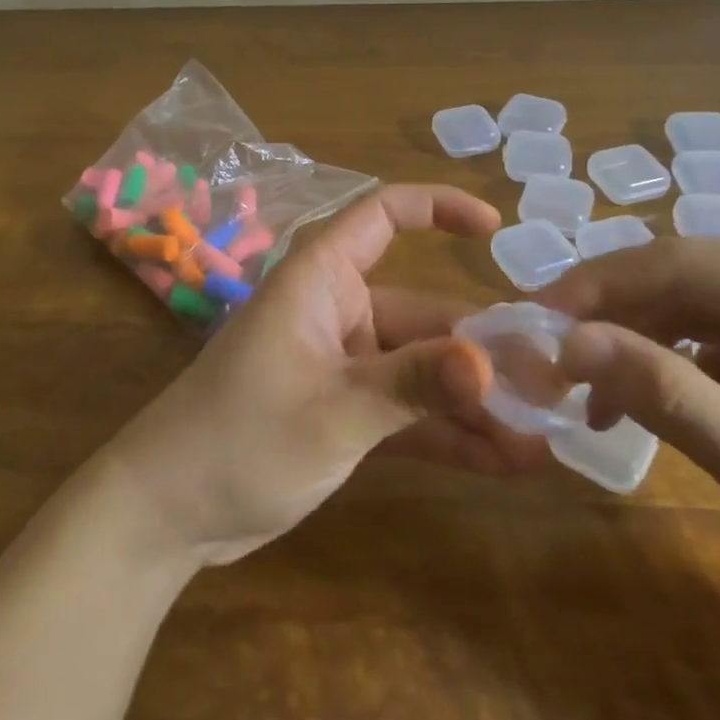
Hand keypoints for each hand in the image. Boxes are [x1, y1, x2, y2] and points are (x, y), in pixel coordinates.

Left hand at [104, 185, 549, 566]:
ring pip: (422, 368)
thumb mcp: (334, 410)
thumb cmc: (240, 437)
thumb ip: (414, 384)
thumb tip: (494, 363)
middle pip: (424, 311)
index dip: (438, 208)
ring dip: (475, 400)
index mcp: (322, 278)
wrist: (165, 511)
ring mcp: (342, 363)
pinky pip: (406, 410)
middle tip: (554, 386)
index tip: (497, 231)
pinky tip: (507, 462)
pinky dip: (448, 432)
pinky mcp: (343, 411)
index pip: (383, 215)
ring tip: (545, 436)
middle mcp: (337, 309)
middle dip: (485, 348)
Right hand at [539, 239, 719, 658]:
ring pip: (692, 308)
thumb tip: (568, 342)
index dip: (599, 284)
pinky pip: (716, 341)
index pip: (681, 262)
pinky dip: (670, 366)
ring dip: (634, 342)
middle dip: (610, 313)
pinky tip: (638, 404)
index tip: (536, 317)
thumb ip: (665, 395)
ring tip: (583, 389)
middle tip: (547, 352)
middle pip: (682, 278)